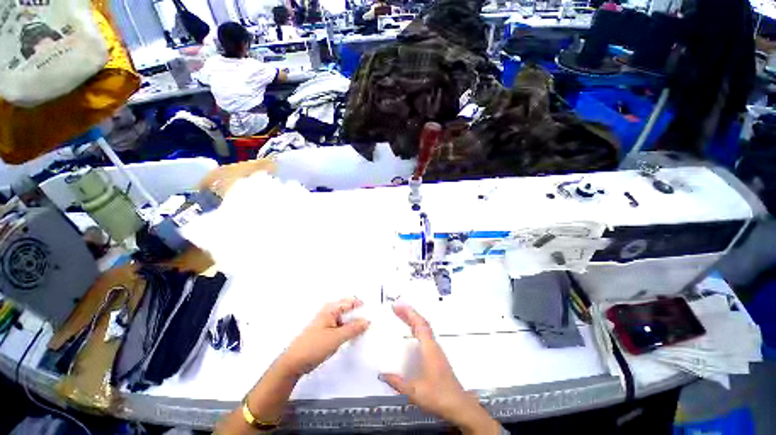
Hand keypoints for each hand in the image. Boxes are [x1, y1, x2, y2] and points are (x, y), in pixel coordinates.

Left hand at [278, 298, 369, 376]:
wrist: (294, 363)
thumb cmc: (314, 346)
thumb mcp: (336, 337)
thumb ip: (353, 328)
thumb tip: (367, 321)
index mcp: (331, 309)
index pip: (350, 302)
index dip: (362, 306)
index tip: (374, 312)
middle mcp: (330, 312)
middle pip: (349, 310)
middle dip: (360, 315)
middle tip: (373, 322)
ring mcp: (328, 323)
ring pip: (346, 320)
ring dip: (355, 324)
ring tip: (367, 330)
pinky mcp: (327, 333)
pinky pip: (342, 328)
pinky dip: (349, 331)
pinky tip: (356, 337)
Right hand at [379, 305, 500, 434]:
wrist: (459, 405)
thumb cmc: (438, 396)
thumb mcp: (415, 391)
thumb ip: (397, 382)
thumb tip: (382, 374)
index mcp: (429, 348)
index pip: (419, 324)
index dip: (409, 313)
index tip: (397, 306)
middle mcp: (433, 345)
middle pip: (421, 323)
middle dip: (409, 314)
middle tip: (396, 308)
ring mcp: (436, 350)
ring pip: (424, 329)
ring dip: (413, 320)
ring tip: (401, 316)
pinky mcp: (437, 356)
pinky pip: (425, 335)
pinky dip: (416, 328)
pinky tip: (411, 333)